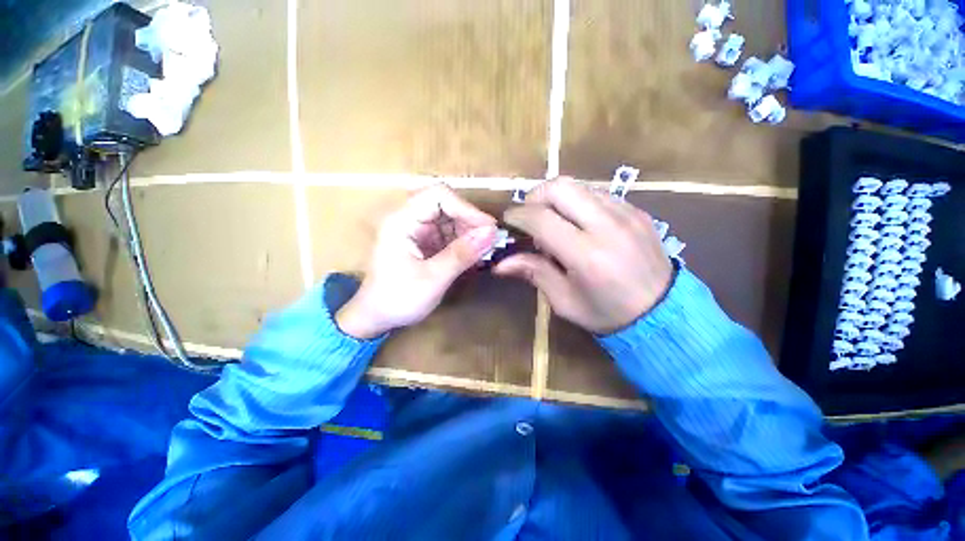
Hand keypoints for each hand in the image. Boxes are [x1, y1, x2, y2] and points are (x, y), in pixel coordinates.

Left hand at [336, 185, 497, 338]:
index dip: (467, 208)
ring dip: (469, 232)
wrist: (377, 317)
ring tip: (484, 251)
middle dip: (470, 221)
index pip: (438, 196)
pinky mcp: (424, 241)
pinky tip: (473, 255)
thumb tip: (492, 233)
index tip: (488, 228)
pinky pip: (448, 233)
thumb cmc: (398, 299)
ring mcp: (417, 230)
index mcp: (402, 221)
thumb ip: (461, 254)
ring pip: (450, 218)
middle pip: (446, 205)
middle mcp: (409, 218)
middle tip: (489, 241)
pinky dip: (463, 242)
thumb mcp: (433, 279)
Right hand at [494, 178, 672, 333]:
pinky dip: (578, 202)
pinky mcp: (636, 210)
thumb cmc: (607, 313)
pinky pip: (597, 193)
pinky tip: (579, 224)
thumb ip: (534, 273)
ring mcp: (626, 213)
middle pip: (559, 187)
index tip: (508, 221)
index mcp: (587, 255)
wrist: (664, 312)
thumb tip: (499, 263)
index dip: (518, 215)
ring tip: (555, 224)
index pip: (541, 218)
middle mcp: (608, 226)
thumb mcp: (565, 301)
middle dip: (535, 197)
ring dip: (556, 199)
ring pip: (578, 186)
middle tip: (530, 217)